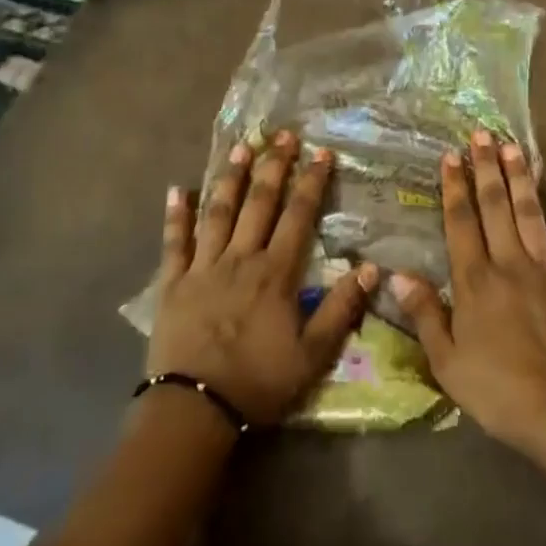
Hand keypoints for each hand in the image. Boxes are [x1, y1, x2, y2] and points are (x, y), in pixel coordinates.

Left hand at [147, 131, 375, 425]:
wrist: (193, 410)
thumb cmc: (258, 382)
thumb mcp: (312, 354)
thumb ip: (341, 309)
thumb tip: (372, 268)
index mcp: (275, 272)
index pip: (298, 216)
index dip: (311, 182)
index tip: (321, 152)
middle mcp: (240, 258)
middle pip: (259, 203)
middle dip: (274, 166)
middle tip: (282, 134)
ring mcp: (203, 267)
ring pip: (219, 212)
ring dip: (231, 178)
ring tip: (241, 147)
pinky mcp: (173, 283)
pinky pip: (174, 243)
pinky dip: (175, 216)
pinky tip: (176, 189)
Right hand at [391, 132, 545, 545]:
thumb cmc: (500, 390)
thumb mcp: (448, 363)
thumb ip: (425, 315)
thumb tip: (398, 275)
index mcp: (475, 281)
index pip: (461, 223)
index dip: (454, 188)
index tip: (450, 156)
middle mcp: (509, 263)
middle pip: (496, 207)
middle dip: (486, 168)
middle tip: (482, 134)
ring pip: (530, 213)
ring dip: (521, 178)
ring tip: (514, 146)